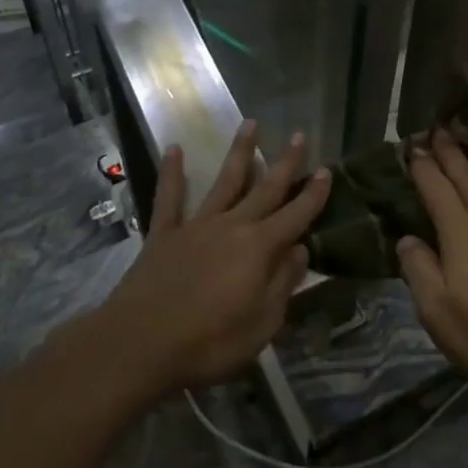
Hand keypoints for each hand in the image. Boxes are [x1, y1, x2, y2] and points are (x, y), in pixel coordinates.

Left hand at [101, 120, 329, 394]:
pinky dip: (172, 173)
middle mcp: (232, 226)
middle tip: (299, 135)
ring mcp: (196, 226)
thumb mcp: (262, 324)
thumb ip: (283, 283)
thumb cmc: (209, 342)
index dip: (313, 194)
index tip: (327, 170)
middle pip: (265, 188)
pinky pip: (170, 197)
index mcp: (260, 248)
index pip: (296, 215)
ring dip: (240, 152)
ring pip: (224, 181)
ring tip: (250, 123)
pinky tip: (174, 149)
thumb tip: (300, 250)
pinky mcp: (164, 234)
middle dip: (286, 163)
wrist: (140, 344)